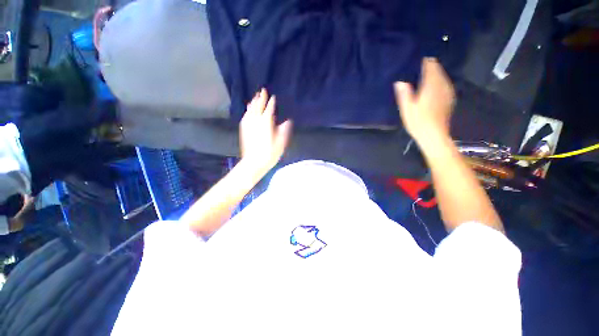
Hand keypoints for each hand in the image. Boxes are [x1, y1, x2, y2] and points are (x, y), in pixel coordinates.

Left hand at [239, 89, 292, 173]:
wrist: (253, 162)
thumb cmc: (269, 154)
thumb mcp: (280, 143)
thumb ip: (283, 131)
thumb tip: (287, 121)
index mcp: (266, 123)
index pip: (269, 109)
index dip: (271, 103)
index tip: (273, 97)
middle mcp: (256, 121)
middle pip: (258, 106)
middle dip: (261, 98)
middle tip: (262, 90)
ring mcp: (248, 125)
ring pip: (251, 110)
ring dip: (253, 102)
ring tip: (255, 97)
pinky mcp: (244, 129)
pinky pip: (246, 116)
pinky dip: (248, 110)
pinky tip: (248, 109)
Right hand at [394, 58, 455, 142]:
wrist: (434, 135)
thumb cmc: (418, 122)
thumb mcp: (407, 108)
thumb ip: (404, 93)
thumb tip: (400, 81)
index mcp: (431, 85)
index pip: (430, 64)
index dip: (423, 60)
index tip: (414, 60)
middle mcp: (442, 84)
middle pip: (437, 68)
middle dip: (428, 66)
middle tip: (415, 67)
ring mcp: (448, 91)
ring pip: (441, 75)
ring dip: (433, 73)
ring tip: (421, 75)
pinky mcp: (449, 97)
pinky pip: (444, 83)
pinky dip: (437, 81)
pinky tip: (430, 86)